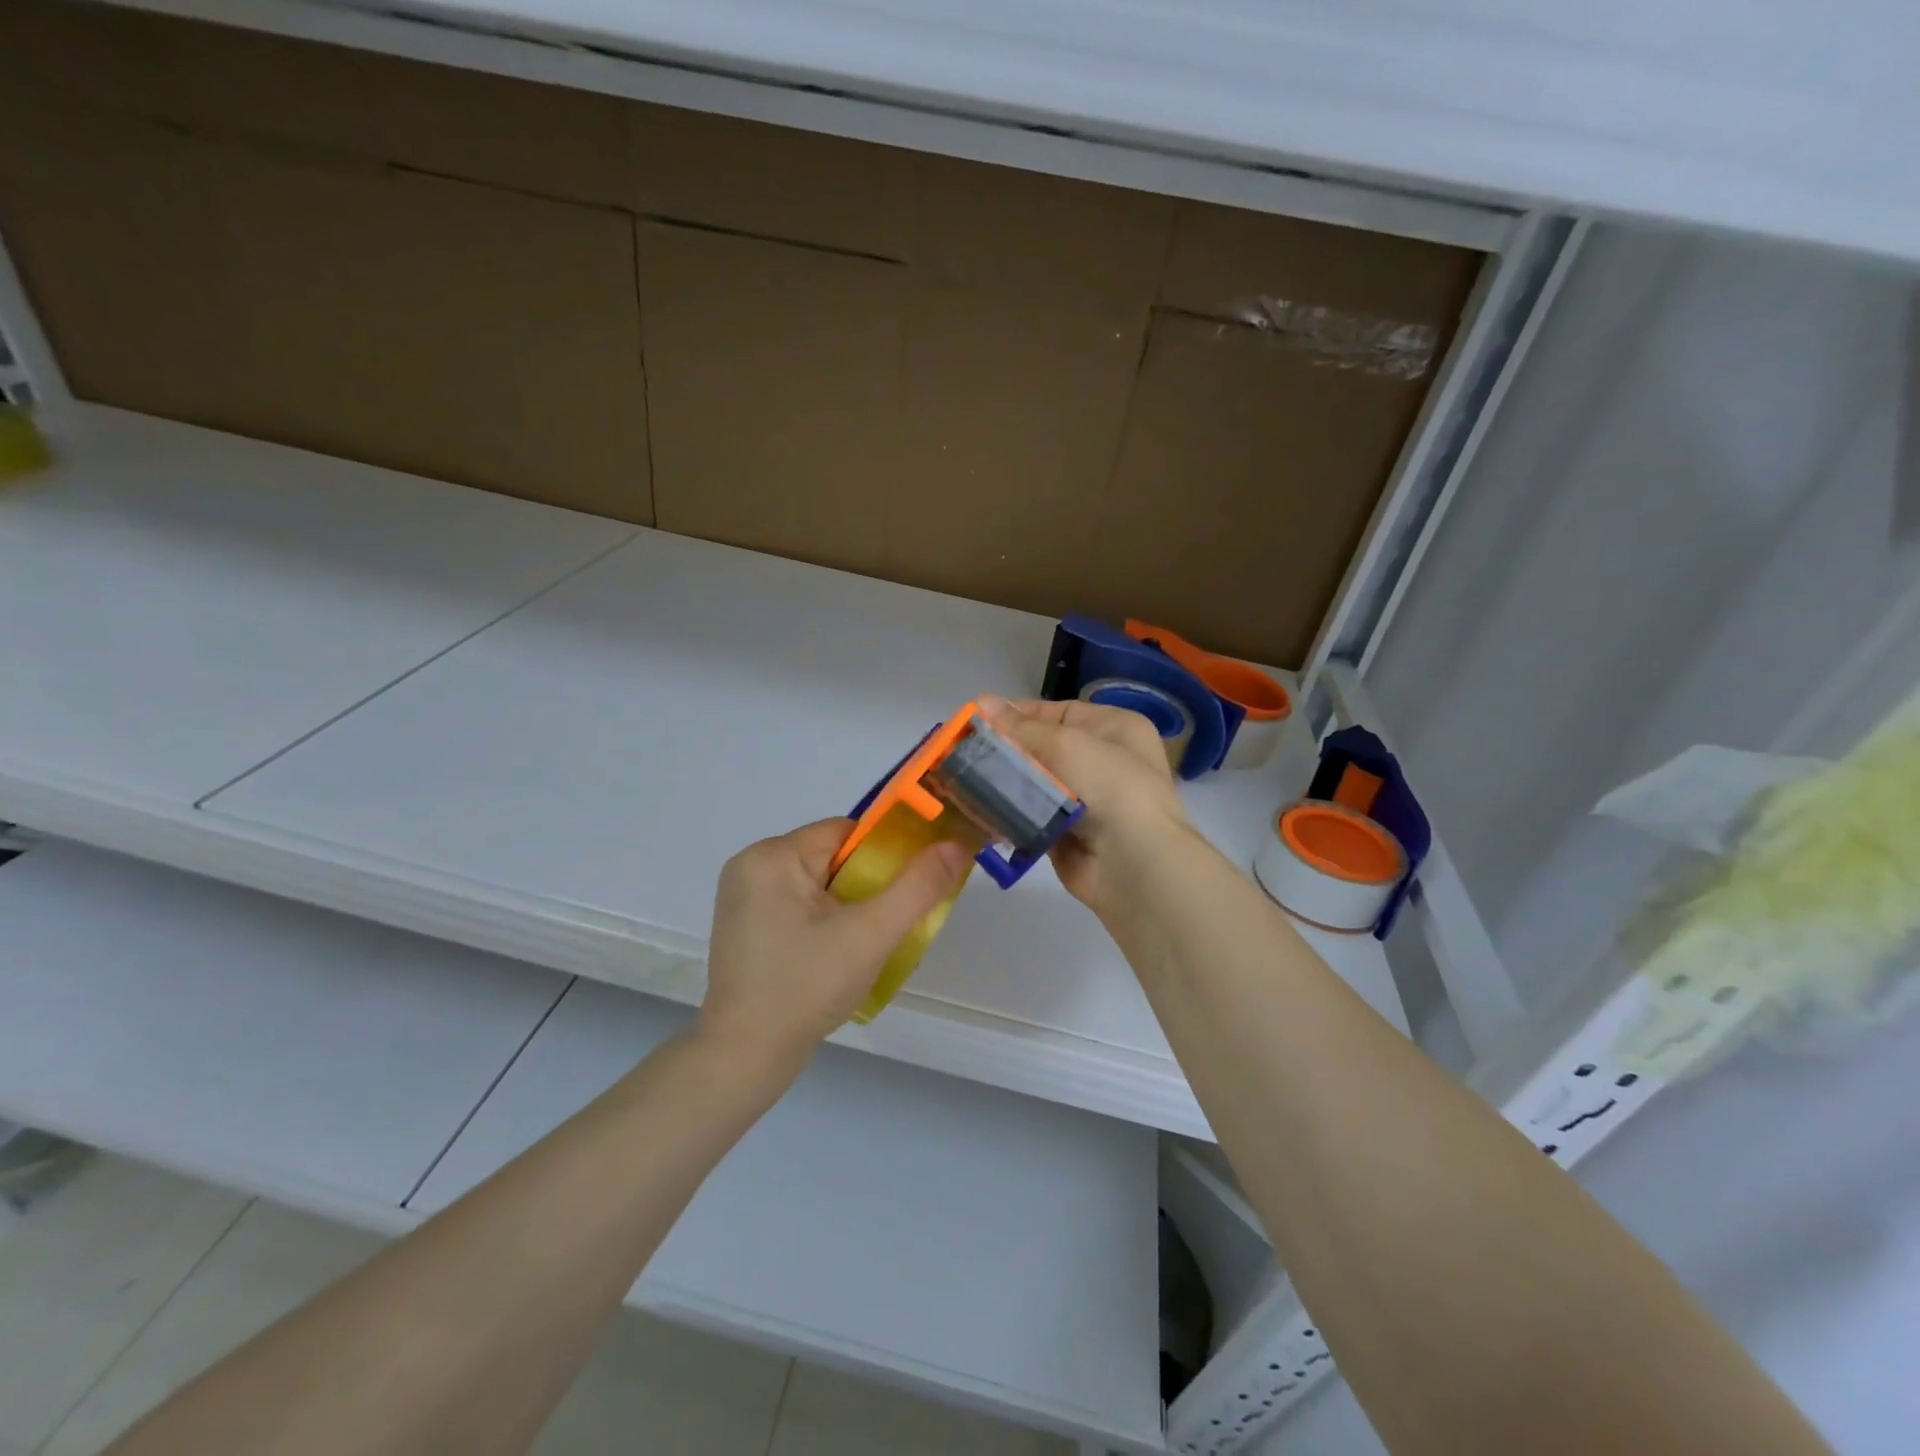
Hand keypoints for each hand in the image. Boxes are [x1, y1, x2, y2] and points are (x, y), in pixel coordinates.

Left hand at [697, 818, 970, 1072]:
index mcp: (772, 856)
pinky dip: (825, 921)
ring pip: (819, 883)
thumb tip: (956, 846)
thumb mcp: (871, 935)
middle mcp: (751, 865)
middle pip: (833, 858)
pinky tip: (836, 955)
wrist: (743, 1059)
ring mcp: (743, 897)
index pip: (847, 834)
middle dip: (869, 886)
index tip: (907, 891)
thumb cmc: (805, 988)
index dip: (886, 857)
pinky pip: (799, 905)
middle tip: (887, 925)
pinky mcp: (744, 925)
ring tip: (864, 944)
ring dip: (849, 907)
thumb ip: (918, 887)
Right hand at [979, 695, 1191, 911]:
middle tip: (963, 752)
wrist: (1132, 862)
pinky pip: (1031, 816)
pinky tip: (980, 810)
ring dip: (1004, 784)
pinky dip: (1010, 814)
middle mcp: (1103, 760)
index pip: (1057, 713)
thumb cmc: (1107, 785)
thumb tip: (982, 700)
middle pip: (1043, 749)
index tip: (977, 721)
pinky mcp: (1067, 834)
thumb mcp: (1065, 743)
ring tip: (963, 780)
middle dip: (1006, 751)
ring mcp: (1086, 800)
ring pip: (1034, 784)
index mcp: (1114, 728)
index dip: (1018, 715)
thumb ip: (1020, 726)